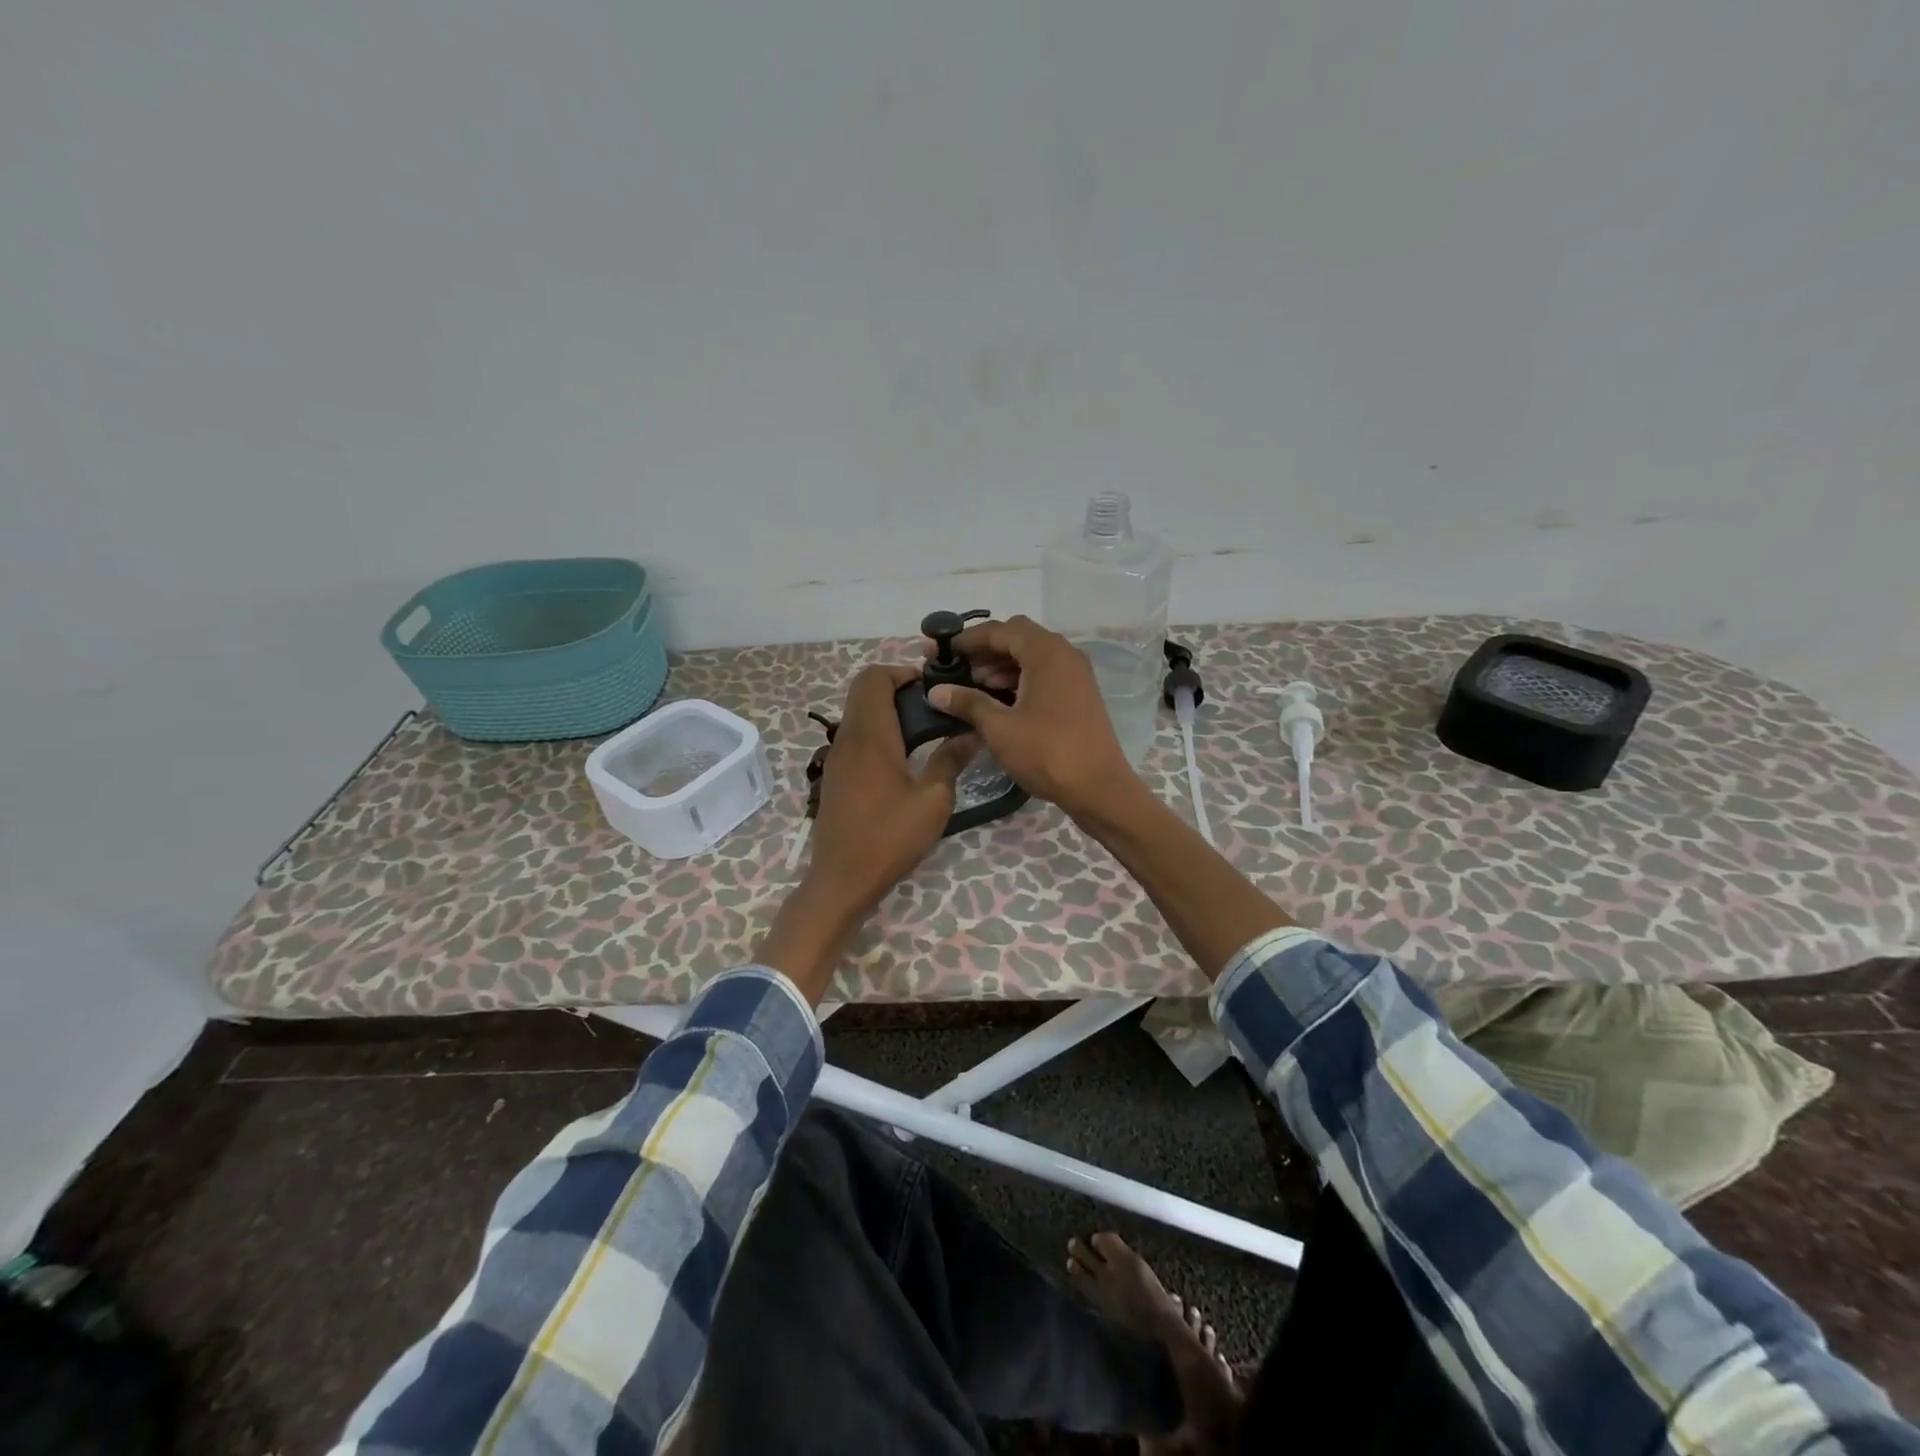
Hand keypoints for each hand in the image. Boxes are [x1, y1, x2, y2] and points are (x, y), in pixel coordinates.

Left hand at [756, 665, 974, 1000]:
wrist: (841, 880)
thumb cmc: (889, 839)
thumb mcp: (933, 801)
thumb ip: (951, 761)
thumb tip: (971, 734)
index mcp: (870, 736)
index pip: (874, 678)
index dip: (902, 672)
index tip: (932, 689)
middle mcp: (848, 738)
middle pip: (864, 691)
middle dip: (898, 689)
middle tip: (933, 708)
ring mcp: (837, 757)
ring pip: (859, 714)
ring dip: (888, 711)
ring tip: (925, 732)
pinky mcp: (836, 775)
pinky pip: (856, 737)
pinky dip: (879, 732)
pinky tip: (904, 758)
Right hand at [923, 615, 1136, 818]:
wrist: (1099, 788)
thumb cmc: (1047, 753)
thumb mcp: (999, 728)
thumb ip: (967, 702)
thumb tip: (936, 691)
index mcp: (1046, 653)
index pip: (999, 630)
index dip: (965, 639)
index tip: (937, 650)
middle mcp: (1064, 654)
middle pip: (1016, 638)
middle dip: (982, 650)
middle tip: (953, 668)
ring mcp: (1075, 674)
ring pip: (1030, 656)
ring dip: (999, 665)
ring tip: (969, 687)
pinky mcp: (1078, 693)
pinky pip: (1042, 673)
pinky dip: (1017, 678)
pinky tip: (996, 700)